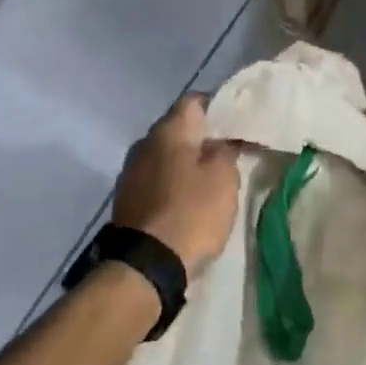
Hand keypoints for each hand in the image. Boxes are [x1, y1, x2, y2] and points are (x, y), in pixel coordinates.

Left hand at [112, 96, 240, 275]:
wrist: (146, 264)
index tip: (237, 123)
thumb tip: (220, 141)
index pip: (194, 101)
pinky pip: (156, 179)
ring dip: (186, 162)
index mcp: (168, 130)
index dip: (218, 106)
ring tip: (211, 178)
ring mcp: (131, 172)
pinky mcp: (127, 198)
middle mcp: (144, 143)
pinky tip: (189, 199)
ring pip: (166, 155)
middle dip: (203, 137)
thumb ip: (226, 151)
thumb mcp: (223, 178)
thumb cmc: (191, 212)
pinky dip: (173, 183)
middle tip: (229, 151)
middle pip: (178, 128)